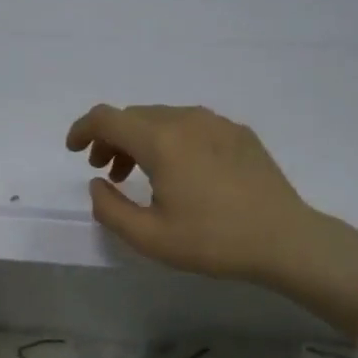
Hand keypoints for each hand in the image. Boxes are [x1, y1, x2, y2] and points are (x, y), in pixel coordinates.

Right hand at [66, 103, 357, 336]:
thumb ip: (110, 208)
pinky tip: (180, 172)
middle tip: (106, 172)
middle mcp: (187, 120)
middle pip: (135, 116)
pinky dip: (171, 140)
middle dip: (111, 138)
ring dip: (141, 140)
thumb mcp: (149, 238)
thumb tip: (97, 184)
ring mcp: (217, 123)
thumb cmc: (212, 241)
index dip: (83, 129)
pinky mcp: (239, 133)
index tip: (73, 150)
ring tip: (139, 174)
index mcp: (161, 141)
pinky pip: (191, 125)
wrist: (284, 239)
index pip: (108, 118)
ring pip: (163, 118)